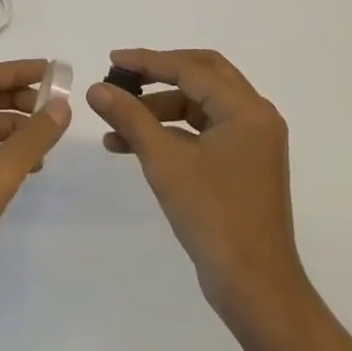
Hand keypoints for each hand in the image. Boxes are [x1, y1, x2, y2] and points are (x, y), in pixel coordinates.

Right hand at [87, 48, 307, 322]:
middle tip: (122, 77)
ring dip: (160, 109)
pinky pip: (204, 131)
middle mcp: (256, 116)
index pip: (191, 69)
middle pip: (202, 76)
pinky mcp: (243, 163)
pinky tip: (136, 145)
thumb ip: (131, 118)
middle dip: (158, 75)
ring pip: (200, 105)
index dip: (149, 62)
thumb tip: (96, 89)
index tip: (112, 61)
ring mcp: (252, 141)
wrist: (255, 289)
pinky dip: (172, 133)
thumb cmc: (214, 217)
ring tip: (117, 123)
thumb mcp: (165, 162)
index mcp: (247, 109)